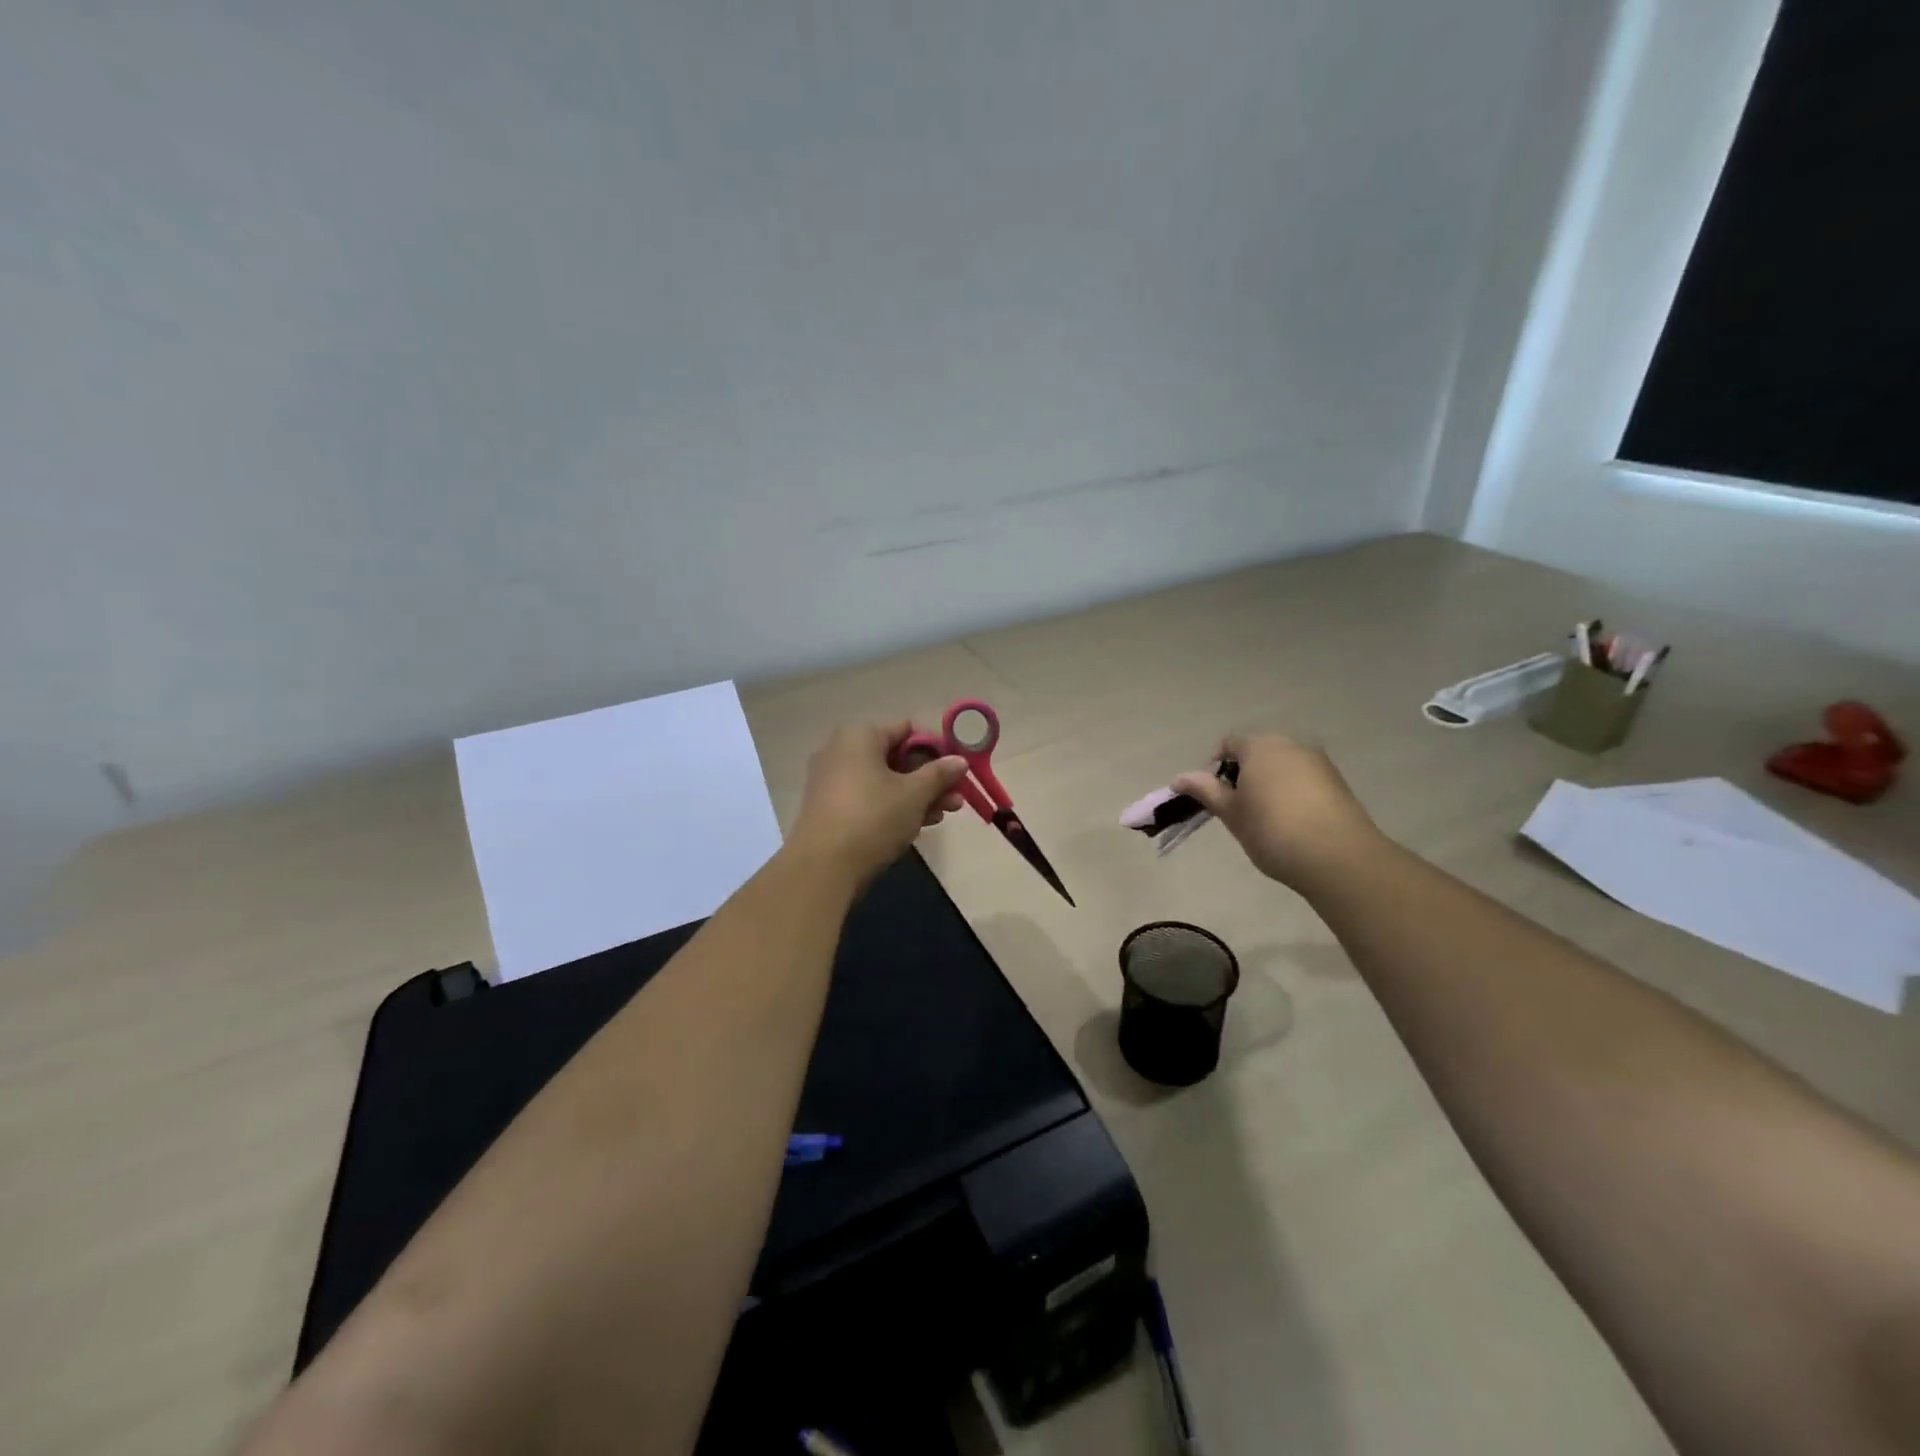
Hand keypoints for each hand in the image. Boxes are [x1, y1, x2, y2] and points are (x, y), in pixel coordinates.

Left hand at [789, 722, 969, 884]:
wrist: (823, 867)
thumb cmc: (873, 817)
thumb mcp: (914, 793)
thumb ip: (939, 774)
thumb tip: (960, 760)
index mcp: (859, 735)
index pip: (907, 731)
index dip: (936, 749)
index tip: (957, 770)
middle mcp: (841, 751)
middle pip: (897, 758)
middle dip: (930, 779)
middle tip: (956, 799)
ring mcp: (833, 781)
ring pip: (885, 781)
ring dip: (917, 796)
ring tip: (944, 815)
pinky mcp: (830, 808)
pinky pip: (869, 799)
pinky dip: (893, 808)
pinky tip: (918, 825)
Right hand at [1172, 732, 1383, 892]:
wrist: (1337, 857)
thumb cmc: (1272, 830)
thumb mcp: (1231, 812)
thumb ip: (1205, 790)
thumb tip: (1179, 778)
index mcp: (1260, 745)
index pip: (1228, 744)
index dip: (1214, 768)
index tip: (1213, 797)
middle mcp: (1291, 744)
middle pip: (1257, 752)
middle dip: (1243, 775)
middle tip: (1236, 809)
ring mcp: (1318, 762)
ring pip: (1282, 766)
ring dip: (1268, 784)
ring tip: (1265, 819)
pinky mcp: (1338, 782)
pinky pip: (1304, 780)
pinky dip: (1292, 793)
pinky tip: (1292, 823)